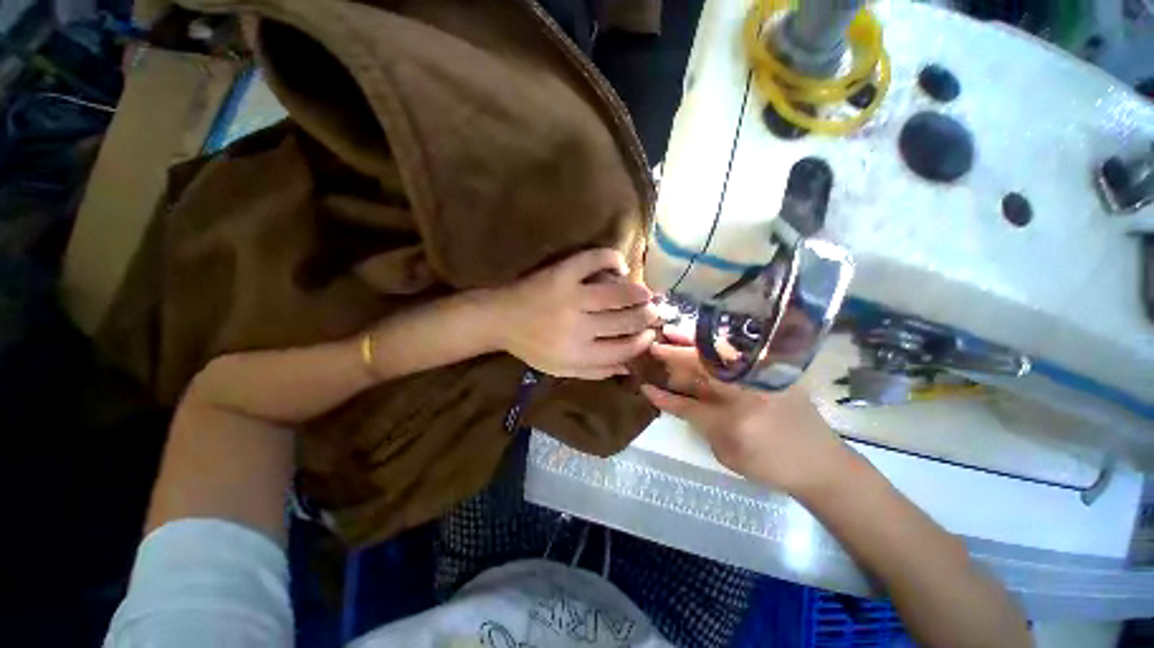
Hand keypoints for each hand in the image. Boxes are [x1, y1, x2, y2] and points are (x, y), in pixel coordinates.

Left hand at [492, 249, 658, 379]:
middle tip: (654, 312)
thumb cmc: (534, 347)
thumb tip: (629, 367)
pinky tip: (619, 267)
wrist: (501, 319)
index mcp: (578, 353)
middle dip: (647, 316)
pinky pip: (596, 259)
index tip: (650, 335)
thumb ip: (597, 371)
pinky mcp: (562, 272)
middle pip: (626, 321)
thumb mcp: (563, 369)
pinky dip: (613, 259)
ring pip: (619, 293)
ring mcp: (570, 296)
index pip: (623, 349)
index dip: (642, 342)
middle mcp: (578, 327)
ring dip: (639, 293)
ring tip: (645, 294)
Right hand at [640, 327, 854, 496]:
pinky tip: (700, 338)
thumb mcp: (727, 452)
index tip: (645, 385)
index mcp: (736, 419)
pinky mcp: (773, 369)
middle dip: (675, 354)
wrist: (820, 462)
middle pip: (704, 366)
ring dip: (692, 341)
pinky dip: (713, 344)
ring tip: (671, 331)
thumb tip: (671, 398)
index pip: (689, 403)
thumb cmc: (771, 463)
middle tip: (654, 344)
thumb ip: (698, 421)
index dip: (665, 396)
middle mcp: (749, 390)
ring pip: (719, 352)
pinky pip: (736, 352)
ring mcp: (763, 375)